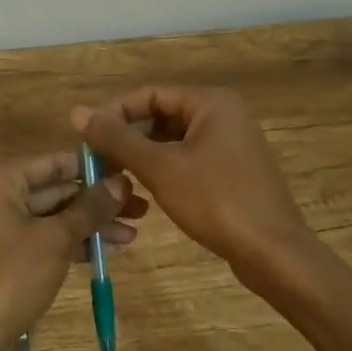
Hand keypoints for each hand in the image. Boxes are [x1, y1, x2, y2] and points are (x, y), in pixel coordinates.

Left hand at [0, 152, 145, 350]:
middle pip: (56, 189)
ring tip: (133, 233)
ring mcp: (1, 226)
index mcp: (0, 180)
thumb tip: (121, 182)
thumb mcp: (57, 239)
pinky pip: (46, 238)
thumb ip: (90, 208)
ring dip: (91, 225)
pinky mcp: (7, 255)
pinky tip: (109, 250)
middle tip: (141, 208)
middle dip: (98, 201)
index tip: (131, 173)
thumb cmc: (11, 275)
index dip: (94, 168)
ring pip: (54, 217)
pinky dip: (74, 243)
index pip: (56, 162)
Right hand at [73, 87, 311, 290]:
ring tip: (115, 177)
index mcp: (210, 103)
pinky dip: (164, 169)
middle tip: (98, 162)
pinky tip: (145, 191)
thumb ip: (117, 138)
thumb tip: (76, 112)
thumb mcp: (159, 168)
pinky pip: (188, 159)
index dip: (114, 114)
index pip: (149, 95)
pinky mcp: (233, 171)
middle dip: (127, 137)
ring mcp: (231, 144)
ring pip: (173, 140)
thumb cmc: (216, 202)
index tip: (87, 139)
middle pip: (161, 115)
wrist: (275, 255)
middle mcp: (223, 115)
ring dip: (142, 155)